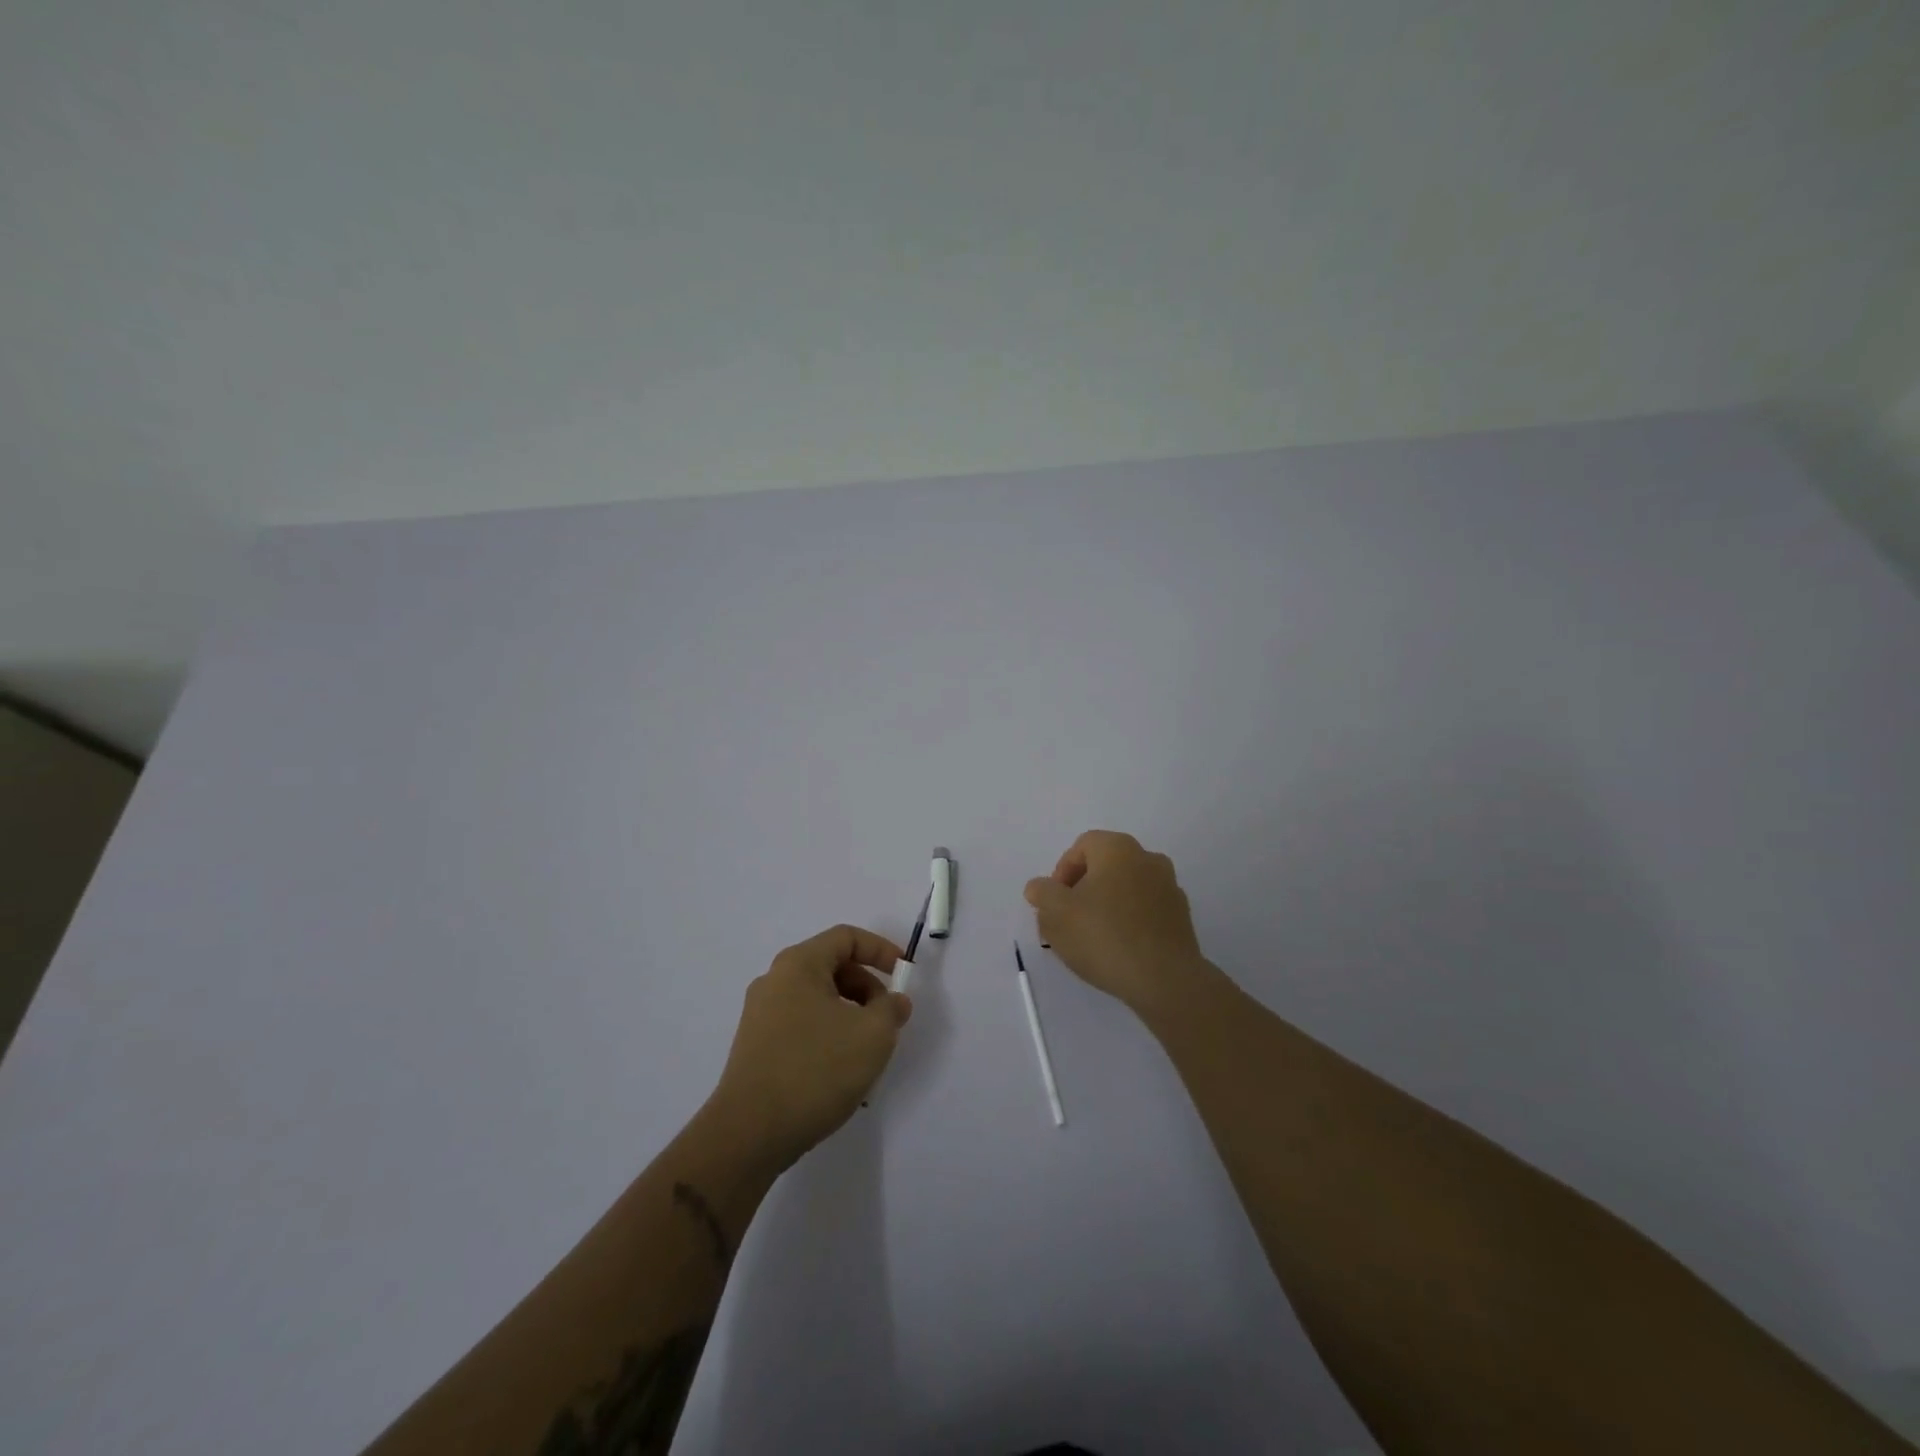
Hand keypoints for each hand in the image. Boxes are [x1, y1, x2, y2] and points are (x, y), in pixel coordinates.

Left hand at [709, 925, 912, 1170]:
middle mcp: (775, 981)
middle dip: (867, 988)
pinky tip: (840, 1072)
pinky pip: (802, 1025)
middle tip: (887, 1020)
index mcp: (799, 965)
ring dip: (850, 1016)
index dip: (881, 949)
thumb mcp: (872, 1035)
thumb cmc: (816, 1070)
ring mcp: (760, 1015)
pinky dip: (828, 1035)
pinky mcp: (756, 1047)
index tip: (904, 975)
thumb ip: (892, 1009)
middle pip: (831, 967)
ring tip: (867, 1053)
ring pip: (818, 999)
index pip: (846, 937)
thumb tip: (894, 1002)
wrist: (749, 1134)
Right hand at [1025, 831, 1210, 1016]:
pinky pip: (1145, 910)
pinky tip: (1119, 949)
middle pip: (1105, 866)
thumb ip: (1042, 893)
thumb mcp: (1056, 914)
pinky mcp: (1181, 917)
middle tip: (1068, 919)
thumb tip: (1040, 887)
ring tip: (1092, 937)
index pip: (1082, 846)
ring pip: (1126, 888)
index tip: (1054, 903)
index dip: (1062, 872)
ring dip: (1106, 905)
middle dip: (1083, 889)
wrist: (1165, 980)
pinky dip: (1129, 921)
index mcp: (1118, 849)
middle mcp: (1148, 858)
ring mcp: (1169, 887)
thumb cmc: (1105, 937)